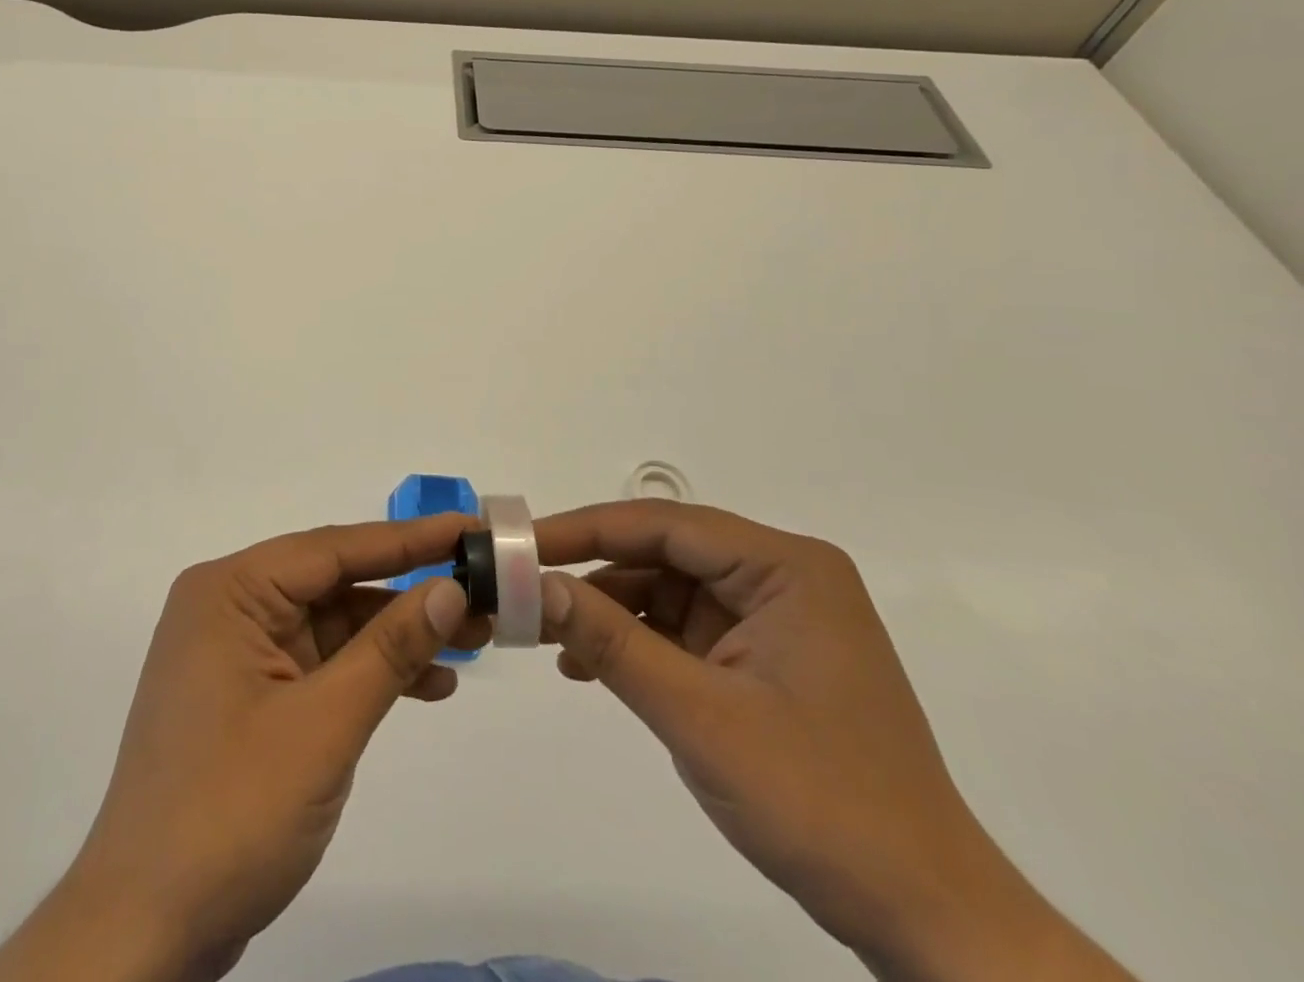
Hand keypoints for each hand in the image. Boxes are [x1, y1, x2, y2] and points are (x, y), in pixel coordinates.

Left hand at [0, 515, 488, 981]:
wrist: (147, 932)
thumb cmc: (231, 812)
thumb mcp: (324, 725)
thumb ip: (389, 649)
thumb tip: (450, 587)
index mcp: (230, 591)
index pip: (333, 548)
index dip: (408, 539)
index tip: (468, 527)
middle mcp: (230, 607)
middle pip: (334, 582)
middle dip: (409, 592)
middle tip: (483, 590)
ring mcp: (237, 653)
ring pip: (333, 623)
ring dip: (396, 635)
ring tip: (471, 640)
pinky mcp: (250, 696)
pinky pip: (320, 663)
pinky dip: (369, 672)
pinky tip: (426, 685)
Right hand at [535, 500, 1135, 981]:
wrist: (924, 920)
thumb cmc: (819, 803)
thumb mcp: (699, 716)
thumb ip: (612, 641)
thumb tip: (534, 585)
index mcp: (785, 567)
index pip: (664, 524)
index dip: (585, 529)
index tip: (521, 545)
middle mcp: (780, 577)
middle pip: (663, 553)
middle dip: (592, 573)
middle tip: (523, 589)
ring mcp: (773, 618)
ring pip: (666, 589)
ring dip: (608, 612)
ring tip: (547, 638)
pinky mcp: (763, 657)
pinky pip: (682, 629)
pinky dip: (635, 643)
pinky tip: (589, 666)